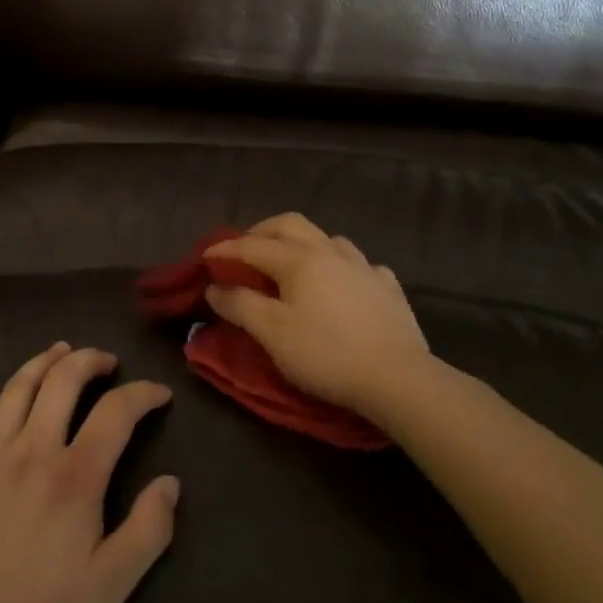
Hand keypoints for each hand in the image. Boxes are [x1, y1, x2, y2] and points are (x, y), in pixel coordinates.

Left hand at [0, 344, 178, 602]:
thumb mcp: (110, 589)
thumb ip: (147, 532)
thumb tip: (170, 483)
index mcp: (75, 477)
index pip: (117, 412)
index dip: (143, 394)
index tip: (159, 393)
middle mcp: (33, 450)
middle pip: (64, 381)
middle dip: (91, 360)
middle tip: (107, 362)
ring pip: (19, 387)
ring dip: (44, 361)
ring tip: (62, 351)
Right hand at [207, 214, 436, 419]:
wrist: (397, 378)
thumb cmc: (326, 353)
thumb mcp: (272, 333)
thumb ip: (240, 305)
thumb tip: (214, 287)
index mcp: (298, 259)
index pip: (252, 245)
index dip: (226, 249)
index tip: (205, 257)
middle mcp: (330, 251)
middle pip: (290, 224)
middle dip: (262, 231)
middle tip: (245, 248)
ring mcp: (363, 266)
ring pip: (327, 238)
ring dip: (302, 243)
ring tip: (292, 263)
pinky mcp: (388, 287)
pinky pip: (358, 263)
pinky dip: (340, 266)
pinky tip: (342, 283)